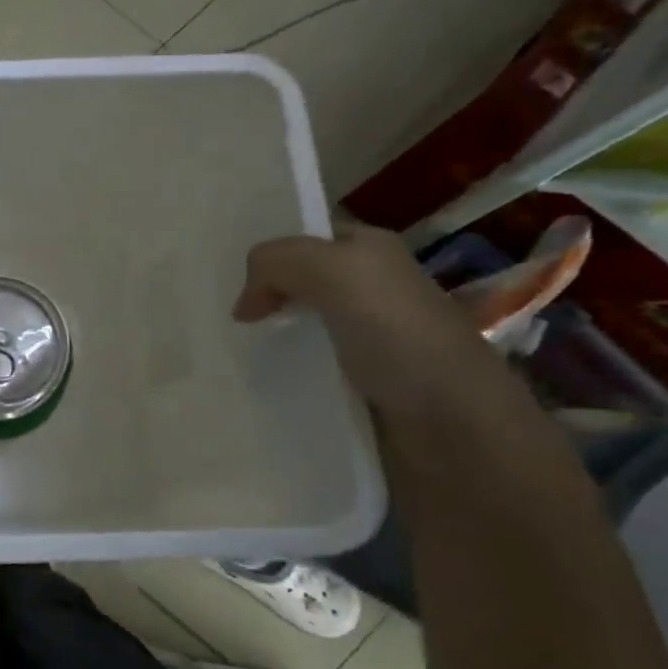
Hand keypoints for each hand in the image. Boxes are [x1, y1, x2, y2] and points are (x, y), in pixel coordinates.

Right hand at [233, 223, 502, 418]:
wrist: (454, 431)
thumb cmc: (400, 338)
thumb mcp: (337, 273)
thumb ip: (278, 263)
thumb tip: (244, 305)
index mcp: (372, 252)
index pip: (305, 237)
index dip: (266, 251)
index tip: (220, 276)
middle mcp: (368, 291)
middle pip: (294, 283)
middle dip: (256, 295)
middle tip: (213, 315)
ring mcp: (361, 342)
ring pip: (291, 329)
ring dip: (260, 339)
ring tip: (222, 351)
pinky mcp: (353, 387)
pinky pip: (299, 371)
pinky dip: (274, 375)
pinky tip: (251, 382)